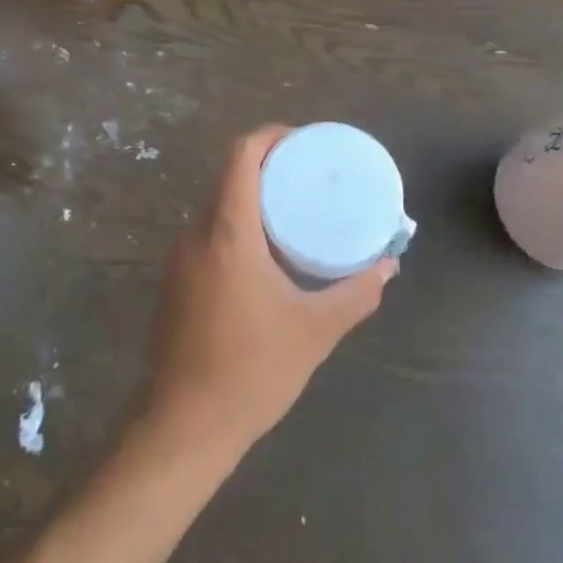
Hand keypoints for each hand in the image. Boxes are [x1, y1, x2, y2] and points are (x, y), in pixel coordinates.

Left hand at [142, 126, 395, 457]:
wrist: (184, 426)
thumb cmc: (252, 371)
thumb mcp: (314, 330)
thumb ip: (355, 294)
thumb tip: (387, 267)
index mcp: (228, 232)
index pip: (241, 155)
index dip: (272, 137)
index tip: (305, 144)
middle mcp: (196, 234)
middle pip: (230, 177)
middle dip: (270, 169)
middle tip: (311, 180)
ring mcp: (179, 259)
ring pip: (218, 207)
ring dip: (253, 201)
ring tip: (294, 216)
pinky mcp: (174, 282)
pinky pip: (208, 235)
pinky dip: (237, 228)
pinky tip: (265, 257)